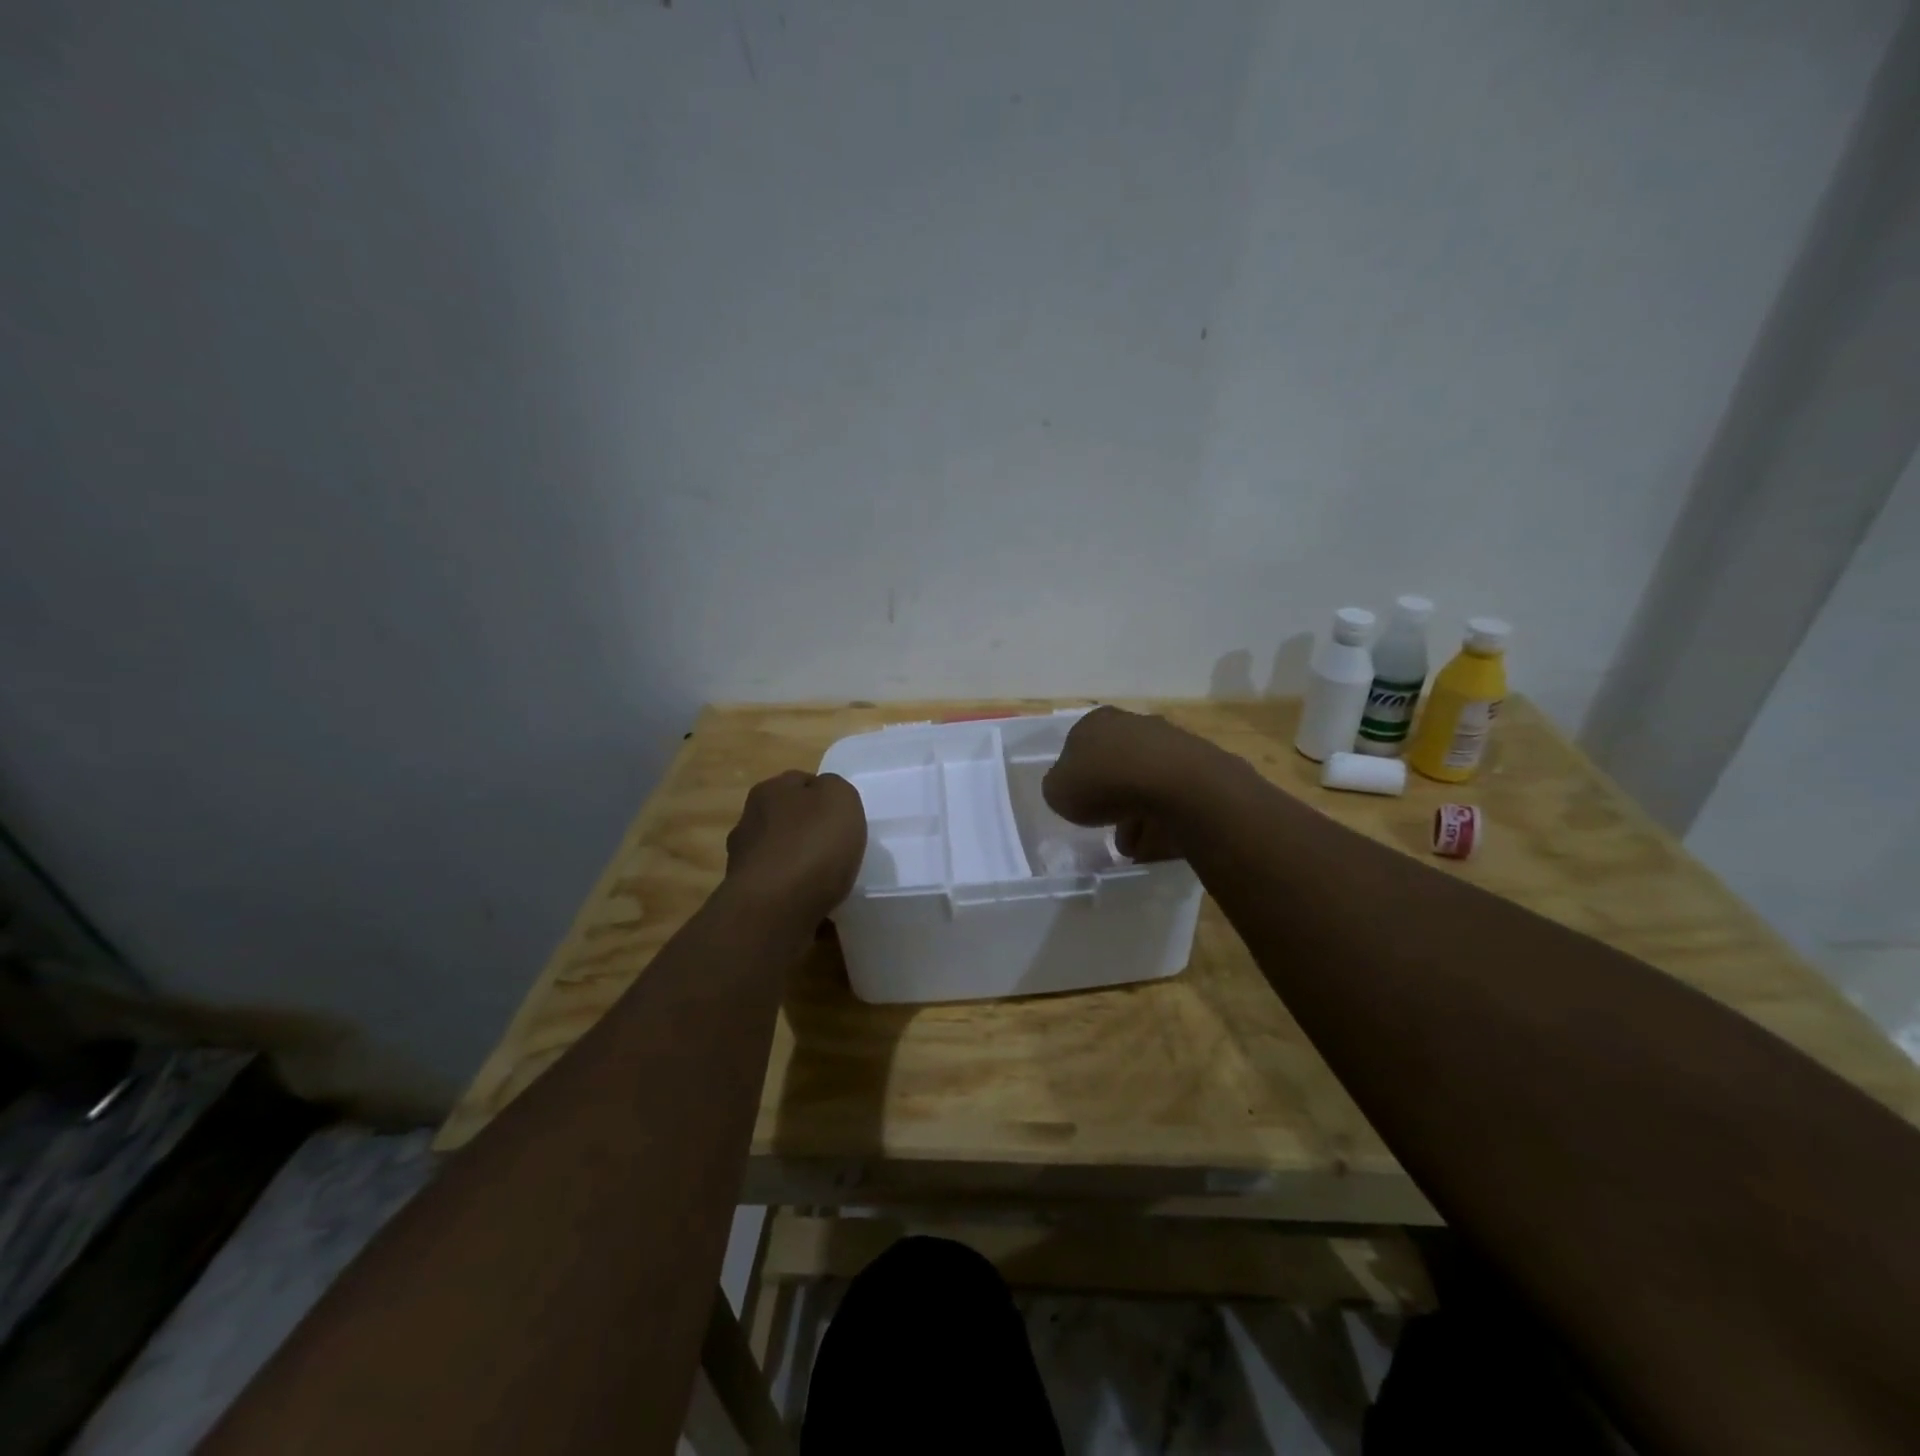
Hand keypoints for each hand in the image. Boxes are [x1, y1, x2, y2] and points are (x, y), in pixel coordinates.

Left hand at [724, 770, 867, 924]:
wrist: (775, 910)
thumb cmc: (812, 845)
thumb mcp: (841, 797)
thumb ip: (835, 788)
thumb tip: (824, 796)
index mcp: (769, 791)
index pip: (801, 782)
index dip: (825, 797)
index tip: (845, 819)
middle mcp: (749, 821)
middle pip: (788, 821)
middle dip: (810, 833)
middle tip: (839, 850)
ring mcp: (744, 863)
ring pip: (783, 858)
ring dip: (802, 868)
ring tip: (830, 884)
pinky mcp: (748, 899)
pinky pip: (781, 893)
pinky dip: (797, 898)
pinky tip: (818, 909)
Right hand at [1042, 707, 1222, 860]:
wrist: (1176, 784)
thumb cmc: (1105, 781)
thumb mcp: (1058, 791)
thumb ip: (1059, 787)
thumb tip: (1069, 787)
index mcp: (1094, 722)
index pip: (1078, 748)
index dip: (1077, 778)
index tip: (1080, 804)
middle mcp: (1131, 723)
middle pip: (1114, 765)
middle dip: (1111, 798)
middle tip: (1107, 827)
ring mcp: (1168, 741)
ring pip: (1144, 783)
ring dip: (1138, 815)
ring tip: (1134, 848)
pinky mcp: (1197, 764)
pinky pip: (1172, 796)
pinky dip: (1164, 818)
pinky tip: (1159, 841)